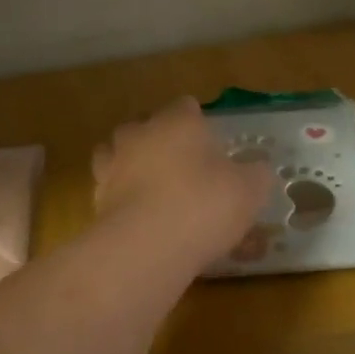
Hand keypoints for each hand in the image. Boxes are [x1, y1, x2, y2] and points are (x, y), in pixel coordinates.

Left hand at [92, 98, 274, 267]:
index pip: (186, 106)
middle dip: (160, 141)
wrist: (147, 247)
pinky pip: (112, 192)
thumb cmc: (205, 205)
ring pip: (117, 155)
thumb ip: (256, 174)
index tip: (211, 140)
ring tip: (153, 190)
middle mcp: (140, 135)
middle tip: (183, 166)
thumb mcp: (250, 190)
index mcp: (178, 122)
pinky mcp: (97, 201)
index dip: (198, 120)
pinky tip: (141, 220)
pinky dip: (123, 200)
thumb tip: (257, 170)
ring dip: (133, 167)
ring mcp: (112, 167)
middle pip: (145, 127)